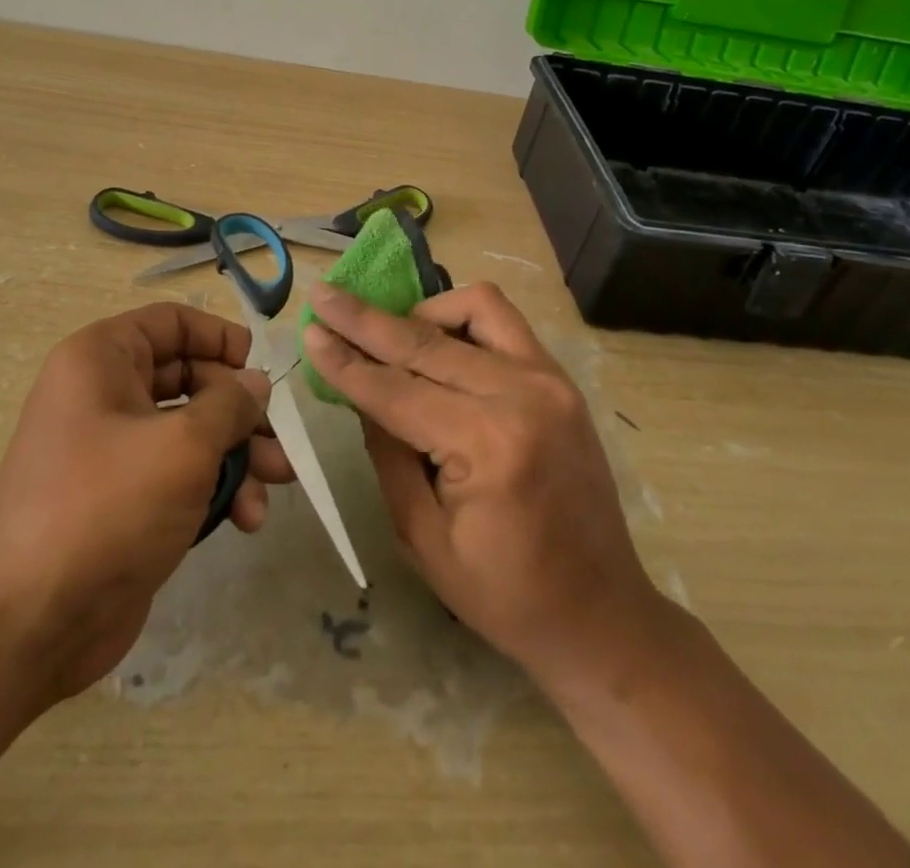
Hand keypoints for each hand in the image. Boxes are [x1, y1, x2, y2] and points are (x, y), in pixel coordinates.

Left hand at [0, 302, 294, 703]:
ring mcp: (115, 452)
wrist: (28, 625)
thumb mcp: (183, 444)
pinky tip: (246, 518)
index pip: (173, 322)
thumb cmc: (107, 505)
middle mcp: (105, 395)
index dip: (221, 338)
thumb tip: (256, 383)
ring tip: (278, 481)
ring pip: (192, 432)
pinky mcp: (127, 502)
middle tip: (281, 439)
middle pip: (191, 379)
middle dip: (241, 410)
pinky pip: (181, 475)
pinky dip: (216, 488)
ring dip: (239, 454)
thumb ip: (230, 404)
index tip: (261, 369)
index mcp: (103, 359)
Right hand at [301, 281, 673, 690]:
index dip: (345, 360)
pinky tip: (437, 340)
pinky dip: (462, 318)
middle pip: (424, 341)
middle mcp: (522, 394)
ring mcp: (549, 378)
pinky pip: (503, 321)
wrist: (601, 613)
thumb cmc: (504, 594)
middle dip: (365, 319)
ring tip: (387, 335)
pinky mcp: (560, 378)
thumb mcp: (422, 537)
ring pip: (472, 308)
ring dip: (419, 312)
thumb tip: (361, 390)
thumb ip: (387, 453)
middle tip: (324, 295)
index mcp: (488, 444)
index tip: (309, 327)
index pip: (395, 388)